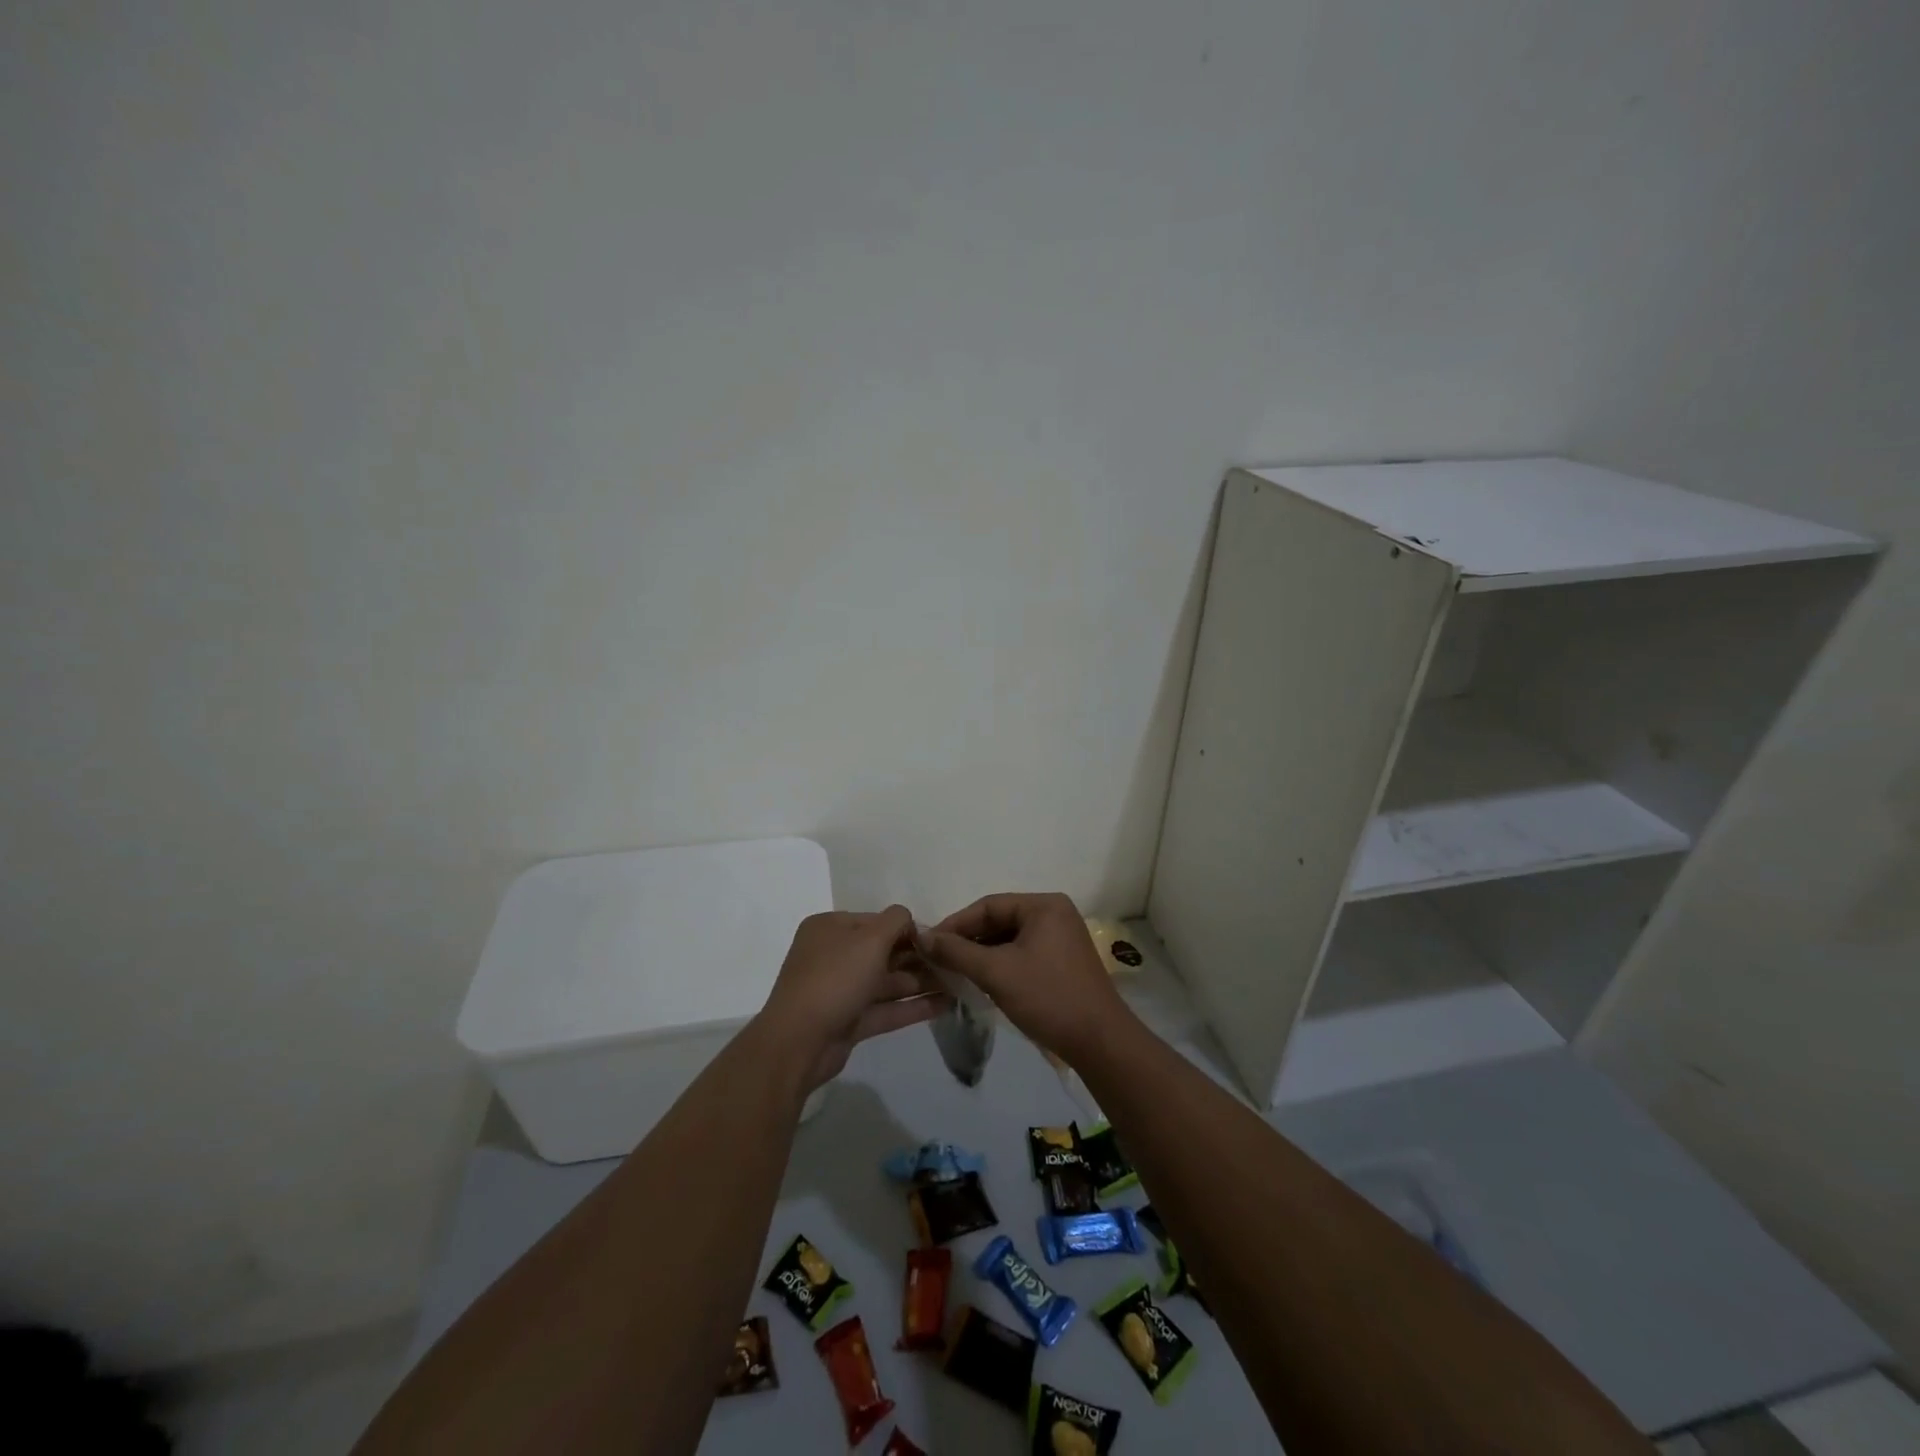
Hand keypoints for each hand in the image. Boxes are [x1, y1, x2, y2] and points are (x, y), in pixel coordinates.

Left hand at [757, 906, 944, 1090]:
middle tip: (955, 963)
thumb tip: (909, 919)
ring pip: (887, 982)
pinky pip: (885, 1008)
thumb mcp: (870, 939)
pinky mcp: (848, 1021)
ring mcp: (840, 990)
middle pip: (883, 952)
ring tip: (959, 984)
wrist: (799, 1042)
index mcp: (830, 928)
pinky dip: (912, 1007)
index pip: (876, 921)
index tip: (940, 939)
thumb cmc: (835, 978)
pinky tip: (945, 1005)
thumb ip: (896, 921)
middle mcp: (833, 955)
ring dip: (920, 982)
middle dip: (919, 957)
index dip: (908, 929)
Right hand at [922, 892, 1136, 1067]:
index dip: (955, 924)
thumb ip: (956, 951)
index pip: (988, 905)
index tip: (928, 943)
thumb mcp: (996, 972)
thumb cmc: (1048, 997)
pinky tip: (980, 981)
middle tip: (937, 960)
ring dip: (981, 954)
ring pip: (1009, 940)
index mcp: (1044, 905)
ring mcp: (1061, 938)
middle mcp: (1055, 914)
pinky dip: (1000, 965)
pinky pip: (1022, 954)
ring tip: (953, 972)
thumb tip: (921, 935)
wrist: (1099, 1042)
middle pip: (999, 921)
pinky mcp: (1062, 962)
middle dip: (968, 940)